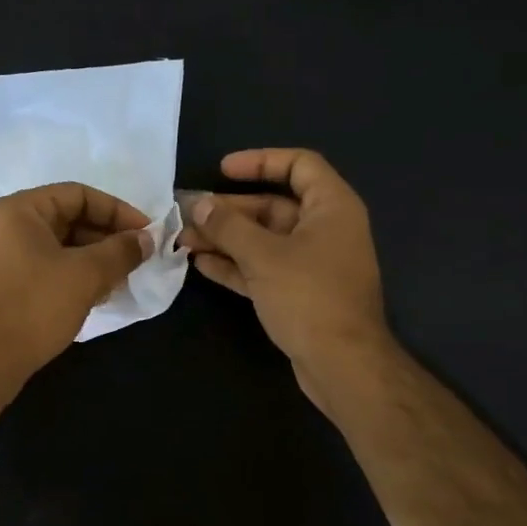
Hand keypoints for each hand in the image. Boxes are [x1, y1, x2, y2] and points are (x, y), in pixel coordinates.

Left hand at [0, 182, 152, 395]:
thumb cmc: (34, 307)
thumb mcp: (86, 275)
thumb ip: (121, 251)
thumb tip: (145, 239)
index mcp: (18, 210)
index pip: (78, 195)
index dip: (117, 211)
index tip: (146, 234)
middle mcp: (1, 226)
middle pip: (65, 219)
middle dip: (105, 238)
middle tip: (135, 260)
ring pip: (54, 247)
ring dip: (90, 259)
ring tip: (119, 281)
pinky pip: (40, 268)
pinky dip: (69, 276)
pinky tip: (92, 296)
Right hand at [183, 149, 392, 401]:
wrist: (342, 364)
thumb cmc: (308, 297)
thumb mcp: (263, 256)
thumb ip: (228, 227)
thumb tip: (198, 204)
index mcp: (331, 207)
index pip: (299, 165)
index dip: (260, 161)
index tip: (223, 170)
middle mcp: (325, 230)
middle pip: (273, 206)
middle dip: (229, 210)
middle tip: (189, 213)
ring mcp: (313, 264)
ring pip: (264, 241)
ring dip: (226, 239)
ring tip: (184, 240)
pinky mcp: (300, 293)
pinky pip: (264, 268)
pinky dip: (236, 265)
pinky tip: (201, 264)